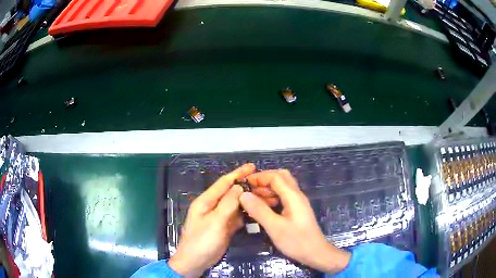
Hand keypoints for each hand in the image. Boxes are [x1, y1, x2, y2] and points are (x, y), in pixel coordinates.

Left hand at [168, 163, 255, 276]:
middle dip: (247, 188)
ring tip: (266, 197)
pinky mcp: (224, 227)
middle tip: (265, 184)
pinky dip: (246, 213)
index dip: (237, 173)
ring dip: (249, 201)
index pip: (223, 183)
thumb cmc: (202, 241)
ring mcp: (219, 217)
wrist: (196, 261)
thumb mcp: (214, 222)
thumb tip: (239, 187)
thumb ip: (227, 204)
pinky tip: (257, 212)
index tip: (252, 166)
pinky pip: (237, 217)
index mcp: (206, 201)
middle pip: (231, 193)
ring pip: (236, 205)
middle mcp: (213, 206)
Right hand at [240, 169, 350, 273]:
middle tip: (249, 190)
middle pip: (281, 178)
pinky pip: (283, 197)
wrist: (315, 253)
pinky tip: (263, 209)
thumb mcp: (275, 227)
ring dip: (267, 189)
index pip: (275, 177)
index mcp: (293, 196)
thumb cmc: (296, 241)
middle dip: (264, 180)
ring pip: (282, 188)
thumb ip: (259, 210)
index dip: (259, 177)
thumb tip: (243, 195)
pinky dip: (272, 198)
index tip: (243, 184)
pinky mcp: (296, 211)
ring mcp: (298, 203)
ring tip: (253, 200)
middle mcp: (297, 196)